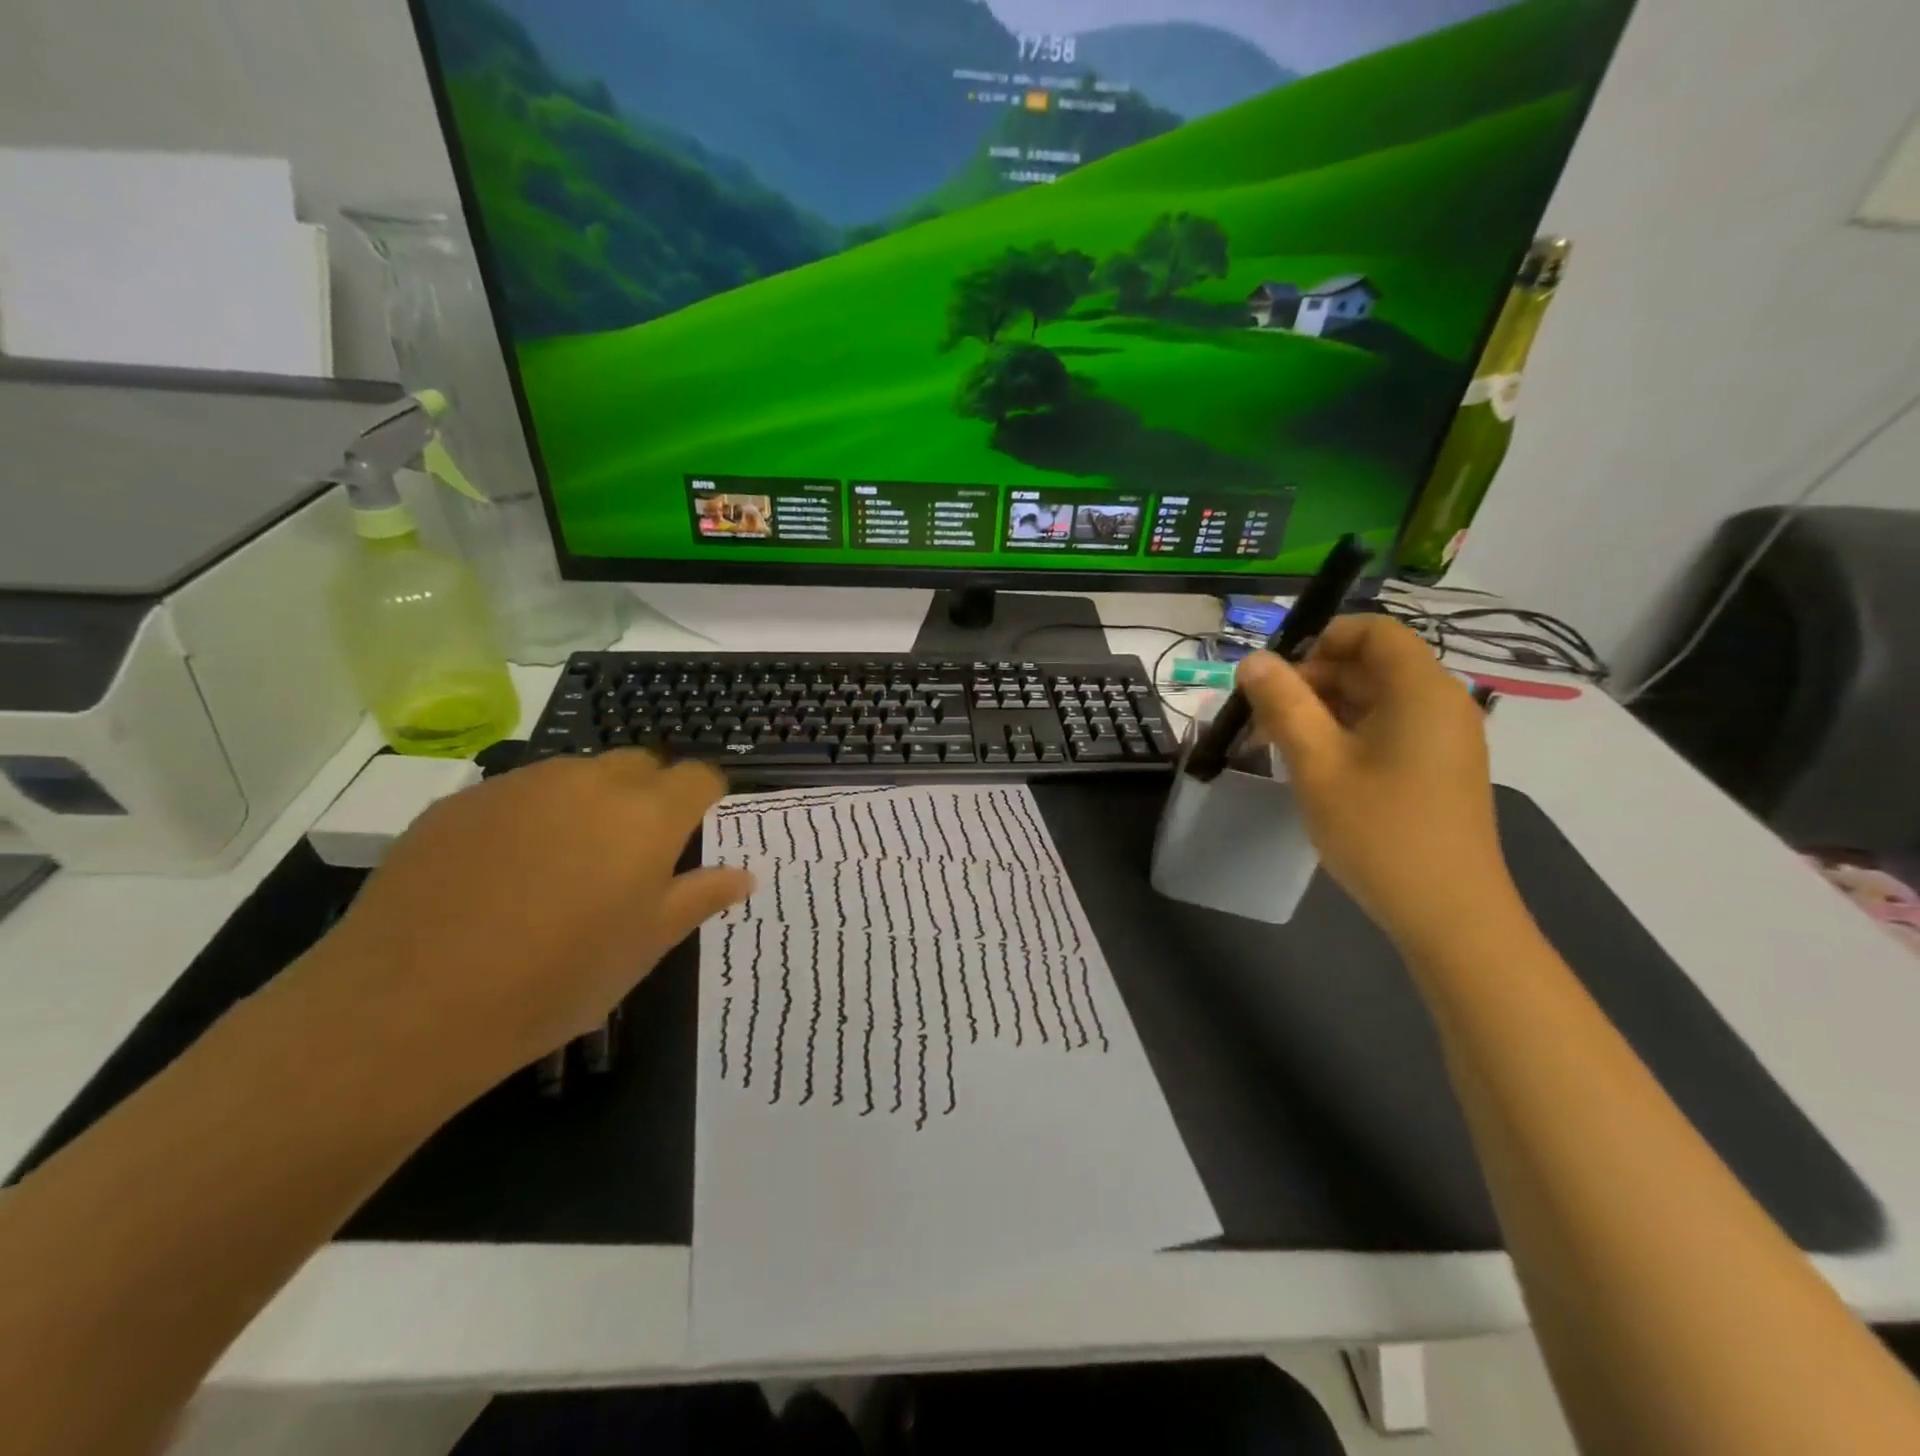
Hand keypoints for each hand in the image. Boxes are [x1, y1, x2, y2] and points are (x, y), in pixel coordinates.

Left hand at [279, 753, 751, 1097]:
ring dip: (590, 803)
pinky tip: (503, 874)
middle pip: (640, 765)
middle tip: (632, 855)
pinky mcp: (463, 800)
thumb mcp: (645, 946)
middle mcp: (590, 782)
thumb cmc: (556, 980)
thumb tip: (744, 874)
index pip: (698, 777)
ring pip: (578, 774)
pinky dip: (532, 817)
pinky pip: (519, 793)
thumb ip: (700, 897)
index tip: (695, 834)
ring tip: (564, 866)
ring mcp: (521, 784)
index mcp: (648, 816)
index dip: (705, 800)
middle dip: (650, 795)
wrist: (408, 1006)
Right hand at [1236, 616, 1516, 950]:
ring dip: (1321, 712)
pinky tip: (1313, 769)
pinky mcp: (1437, 769)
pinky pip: (1386, 730)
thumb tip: (1252, 659)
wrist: (1449, 916)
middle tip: (1261, 720)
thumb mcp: (1317, 764)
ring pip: (1373, 700)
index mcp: (1421, 690)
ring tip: (1277, 747)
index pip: (1373, 631)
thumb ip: (1283, 704)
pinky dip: (1345, 735)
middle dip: (1310, 682)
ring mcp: (1443, 739)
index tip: (1275, 679)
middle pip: (1370, 665)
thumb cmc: (1380, 831)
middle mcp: (1440, 703)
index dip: (1319, 641)